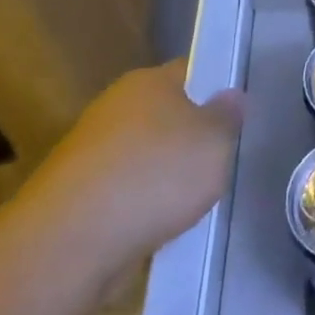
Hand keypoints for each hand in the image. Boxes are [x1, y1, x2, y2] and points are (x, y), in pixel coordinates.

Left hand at [7, 60, 243, 300]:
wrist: (70, 242)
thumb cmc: (155, 175)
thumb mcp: (214, 141)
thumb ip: (228, 116)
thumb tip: (230, 95)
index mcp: (148, 82)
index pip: (192, 72)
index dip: (219, 87)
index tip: (243, 112)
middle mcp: (116, 107)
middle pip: (168, 115)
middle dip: (194, 136)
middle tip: (229, 157)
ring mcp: (92, 152)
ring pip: (147, 156)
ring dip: (169, 174)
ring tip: (201, 198)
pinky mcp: (79, 195)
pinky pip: (127, 192)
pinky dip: (146, 205)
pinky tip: (166, 225)